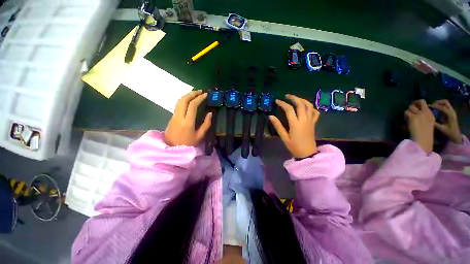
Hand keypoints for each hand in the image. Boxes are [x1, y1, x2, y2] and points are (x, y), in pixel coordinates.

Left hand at [164, 91, 211, 146]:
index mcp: (187, 122)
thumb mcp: (200, 136)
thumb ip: (206, 124)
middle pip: (184, 99)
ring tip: (195, 94)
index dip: (199, 98)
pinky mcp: (172, 117)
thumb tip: (210, 113)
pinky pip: (178, 105)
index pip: (193, 105)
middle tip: (200, 92)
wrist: (171, 149)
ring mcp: (174, 116)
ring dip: (187, 95)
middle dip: (192, 93)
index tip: (206, 94)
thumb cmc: (188, 144)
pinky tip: (189, 101)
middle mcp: (179, 116)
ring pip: (179, 101)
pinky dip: (184, 99)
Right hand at [269, 94, 318, 158]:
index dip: (282, 103)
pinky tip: (306, 107)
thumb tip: (271, 116)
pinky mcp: (314, 123)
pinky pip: (315, 112)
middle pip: (300, 104)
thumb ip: (278, 126)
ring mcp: (310, 121)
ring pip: (309, 106)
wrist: (307, 154)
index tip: (277, 101)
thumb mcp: (284, 137)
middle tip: (287, 96)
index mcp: (295, 124)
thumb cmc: (294, 146)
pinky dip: (311, 107)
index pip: (289, 109)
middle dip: (293, 97)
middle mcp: (304, 120)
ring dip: (302, 100)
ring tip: (295, 98)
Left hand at [405, 100, 434, 152]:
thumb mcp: (428, 123)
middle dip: (413, 103)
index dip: (418, 103)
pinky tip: (406, 120)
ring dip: (408, 111)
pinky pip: (406, 112)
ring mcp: (420, 114)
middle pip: (419, 102)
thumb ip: (424, 117)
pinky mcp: (413, 117)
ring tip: (407, 117)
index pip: (424, 103)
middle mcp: (426, 112)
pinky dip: (405, 116)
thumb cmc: (425, 134)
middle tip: (410, 109)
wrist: (423, 139)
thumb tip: (416, 112)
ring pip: (411, 107)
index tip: (415, 106)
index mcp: (431, 114)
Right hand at [431, 99, 462, 143]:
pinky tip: (437, 109)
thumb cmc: (448, 132)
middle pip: (444, 102)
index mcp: (449, 114)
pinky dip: (441, 105)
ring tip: (433, 106)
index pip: (441, 107)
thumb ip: (434, 123)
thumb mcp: (441, 128)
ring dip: (439, 103)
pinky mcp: (451, 112)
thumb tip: (427, 118)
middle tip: (431, 106)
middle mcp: (451, 111)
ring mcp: (452, 111)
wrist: (455, 134)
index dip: (434, 106)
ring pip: (445, 103)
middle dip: (437, 102)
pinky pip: (446, 105)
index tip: (427, 107)